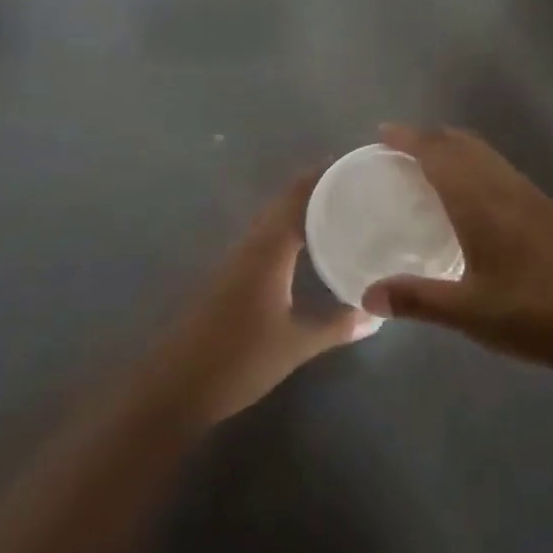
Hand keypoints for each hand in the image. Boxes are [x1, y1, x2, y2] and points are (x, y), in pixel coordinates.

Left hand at [149, 168, 377, 424]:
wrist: (176, 387)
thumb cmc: (239, 360)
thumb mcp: (295, 344)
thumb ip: (337, 325)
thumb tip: (376, 315)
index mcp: (268, 248)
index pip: (298, 196)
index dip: (323, 176)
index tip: (354, 165)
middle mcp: (251, 244)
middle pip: (284, 201)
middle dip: (316, 187)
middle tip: (354, 185)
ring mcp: (235, 258)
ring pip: (272, 218)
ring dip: (300, 207)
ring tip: (337, 207)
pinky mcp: (228, 275)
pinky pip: (264, 236)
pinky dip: (287, 228)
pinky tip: (304, 245)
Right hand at [362, 124, 552, 373]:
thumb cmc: (535, 313)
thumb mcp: (469, 312)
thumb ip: (417, 300)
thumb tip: (367, 295)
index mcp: (479, 201)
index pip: (437, 153)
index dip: (408, 138)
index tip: (382, 133)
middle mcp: (503, 186)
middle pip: (462, 143)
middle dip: (429, 136)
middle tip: (399, 147)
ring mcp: (529, 195)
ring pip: (485, 153)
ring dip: (454, 147)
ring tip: (430, 163)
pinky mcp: (546, 208)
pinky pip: (500, 168)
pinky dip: (476, 163)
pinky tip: (475, 195)